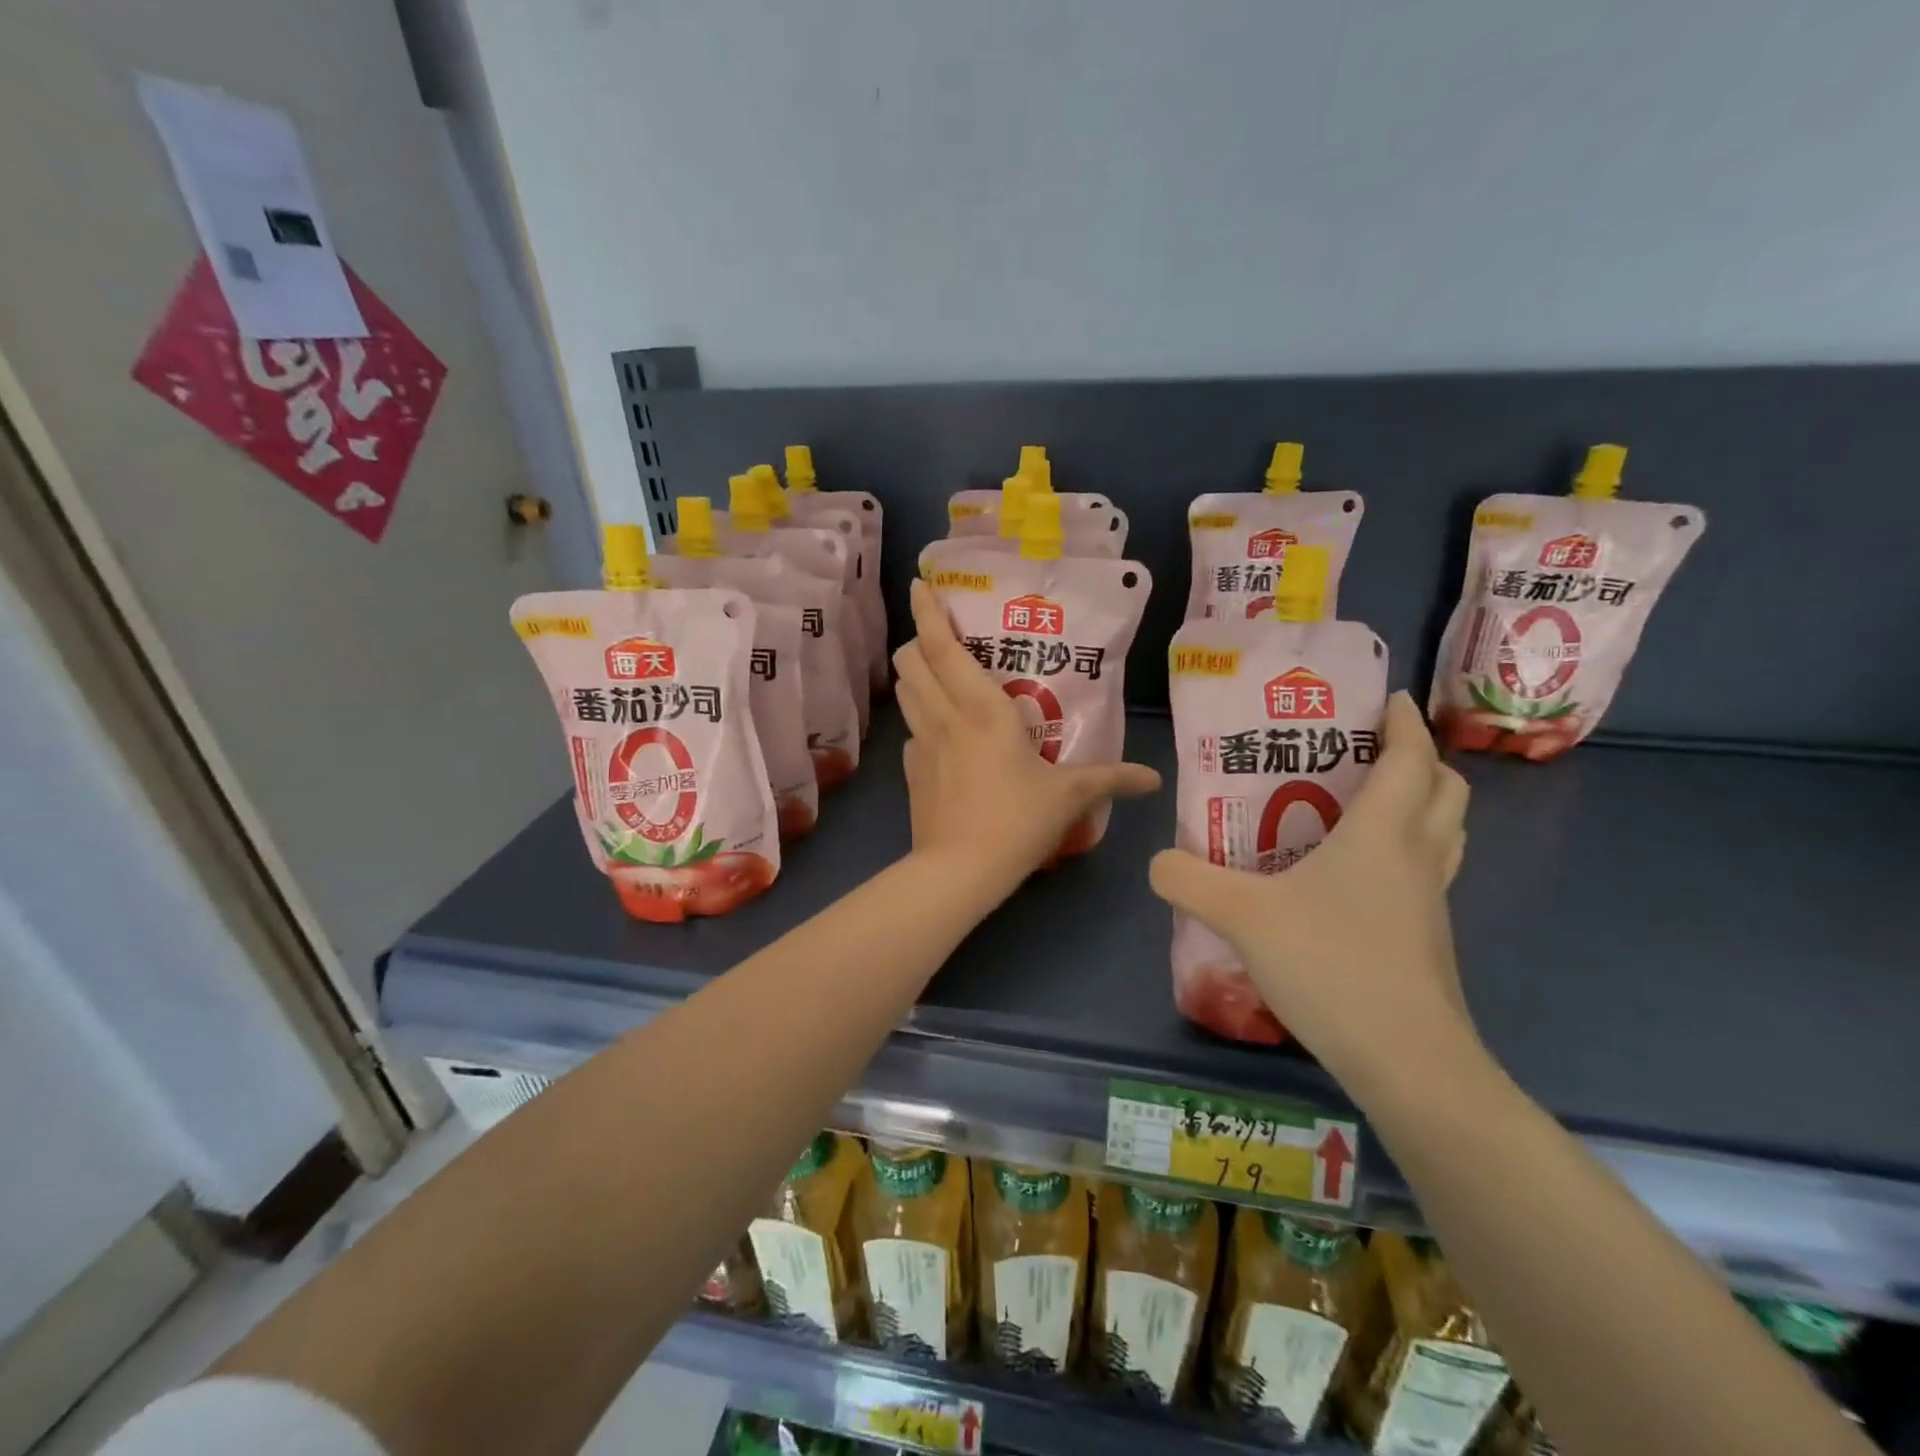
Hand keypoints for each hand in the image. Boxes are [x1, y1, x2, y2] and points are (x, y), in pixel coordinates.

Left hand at [893, 580, 1160, 901]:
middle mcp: (943, 716)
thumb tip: (1153, 779)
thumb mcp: (1069, 797)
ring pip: (904, 691)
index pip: (942, 647)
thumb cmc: (1016, 821)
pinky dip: (921, 720)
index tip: (920, 584)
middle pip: (910, 661)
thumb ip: (1111, 779)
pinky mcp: (909, 771)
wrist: (959, 871)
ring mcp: (920, 743)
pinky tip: (943, 737)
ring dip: (914, 674)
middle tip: (943, 641)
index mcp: (981, 708)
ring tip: (938, 674)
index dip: (928, 612)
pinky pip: (911, 731)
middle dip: (918, 641)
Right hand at [1149, 692, 1478, 1093]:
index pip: (1413, 758)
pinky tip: (1352, 877)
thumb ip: (1189, 879)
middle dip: (1419, 760)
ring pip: (1445, 833)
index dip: (1405, 723)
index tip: (1387, 700)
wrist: (1407, 1061)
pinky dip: (1405, 853)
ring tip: (1363, 804)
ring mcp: (1430, 902)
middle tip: (1366, 752)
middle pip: (1445, 790)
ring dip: (1419, 806)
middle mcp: (1418, 857)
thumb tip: (1158, 862)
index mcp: (1384, 833)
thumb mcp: (1241, 915)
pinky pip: (1426, 873)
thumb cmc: (1332, 965)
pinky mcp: (1427, 939)